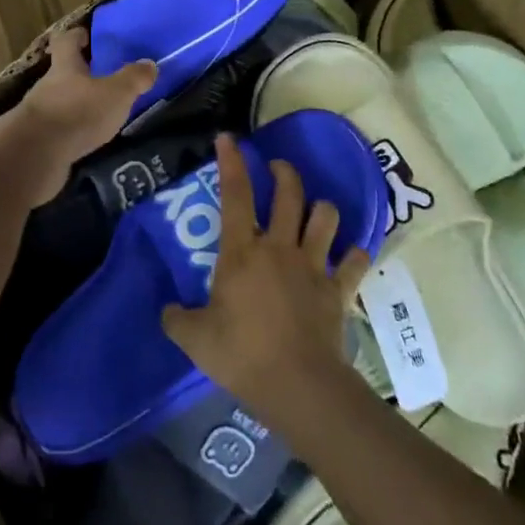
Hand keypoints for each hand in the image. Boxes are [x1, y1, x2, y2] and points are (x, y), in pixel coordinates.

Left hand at [12, 26, 156, 180]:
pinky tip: (85, 140)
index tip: (86, 35)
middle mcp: (47, 85)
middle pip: (62, 73)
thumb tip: (150, 63)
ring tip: (98, 114)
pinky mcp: (37, 141)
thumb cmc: (77, 113)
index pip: (66, 41)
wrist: (36, 155)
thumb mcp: (115, 94)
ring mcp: (39, 114)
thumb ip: (133, 79)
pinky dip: (70, 131)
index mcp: (65, 67)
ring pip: (59, 102)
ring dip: (75, 105)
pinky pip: (57, 130)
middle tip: (103, 78)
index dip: (76, 35)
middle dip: (80, 74)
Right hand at [162, 134, 370, 428]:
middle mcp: (279, 248)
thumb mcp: (195, 339)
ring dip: (321, 209)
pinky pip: (356, 262)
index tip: (228, 138)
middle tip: (278, 168)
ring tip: (316, 211)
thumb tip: (168, 310)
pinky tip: (353, 255)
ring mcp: (313, 266)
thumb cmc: (242, 355)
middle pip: (288, 193)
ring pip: (325, 218)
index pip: (234, 194)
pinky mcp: (338, 290)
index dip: (231, 162)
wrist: (298, 386)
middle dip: (284, 172)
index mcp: (242, 252)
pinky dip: (356, 255)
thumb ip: (177, 319)